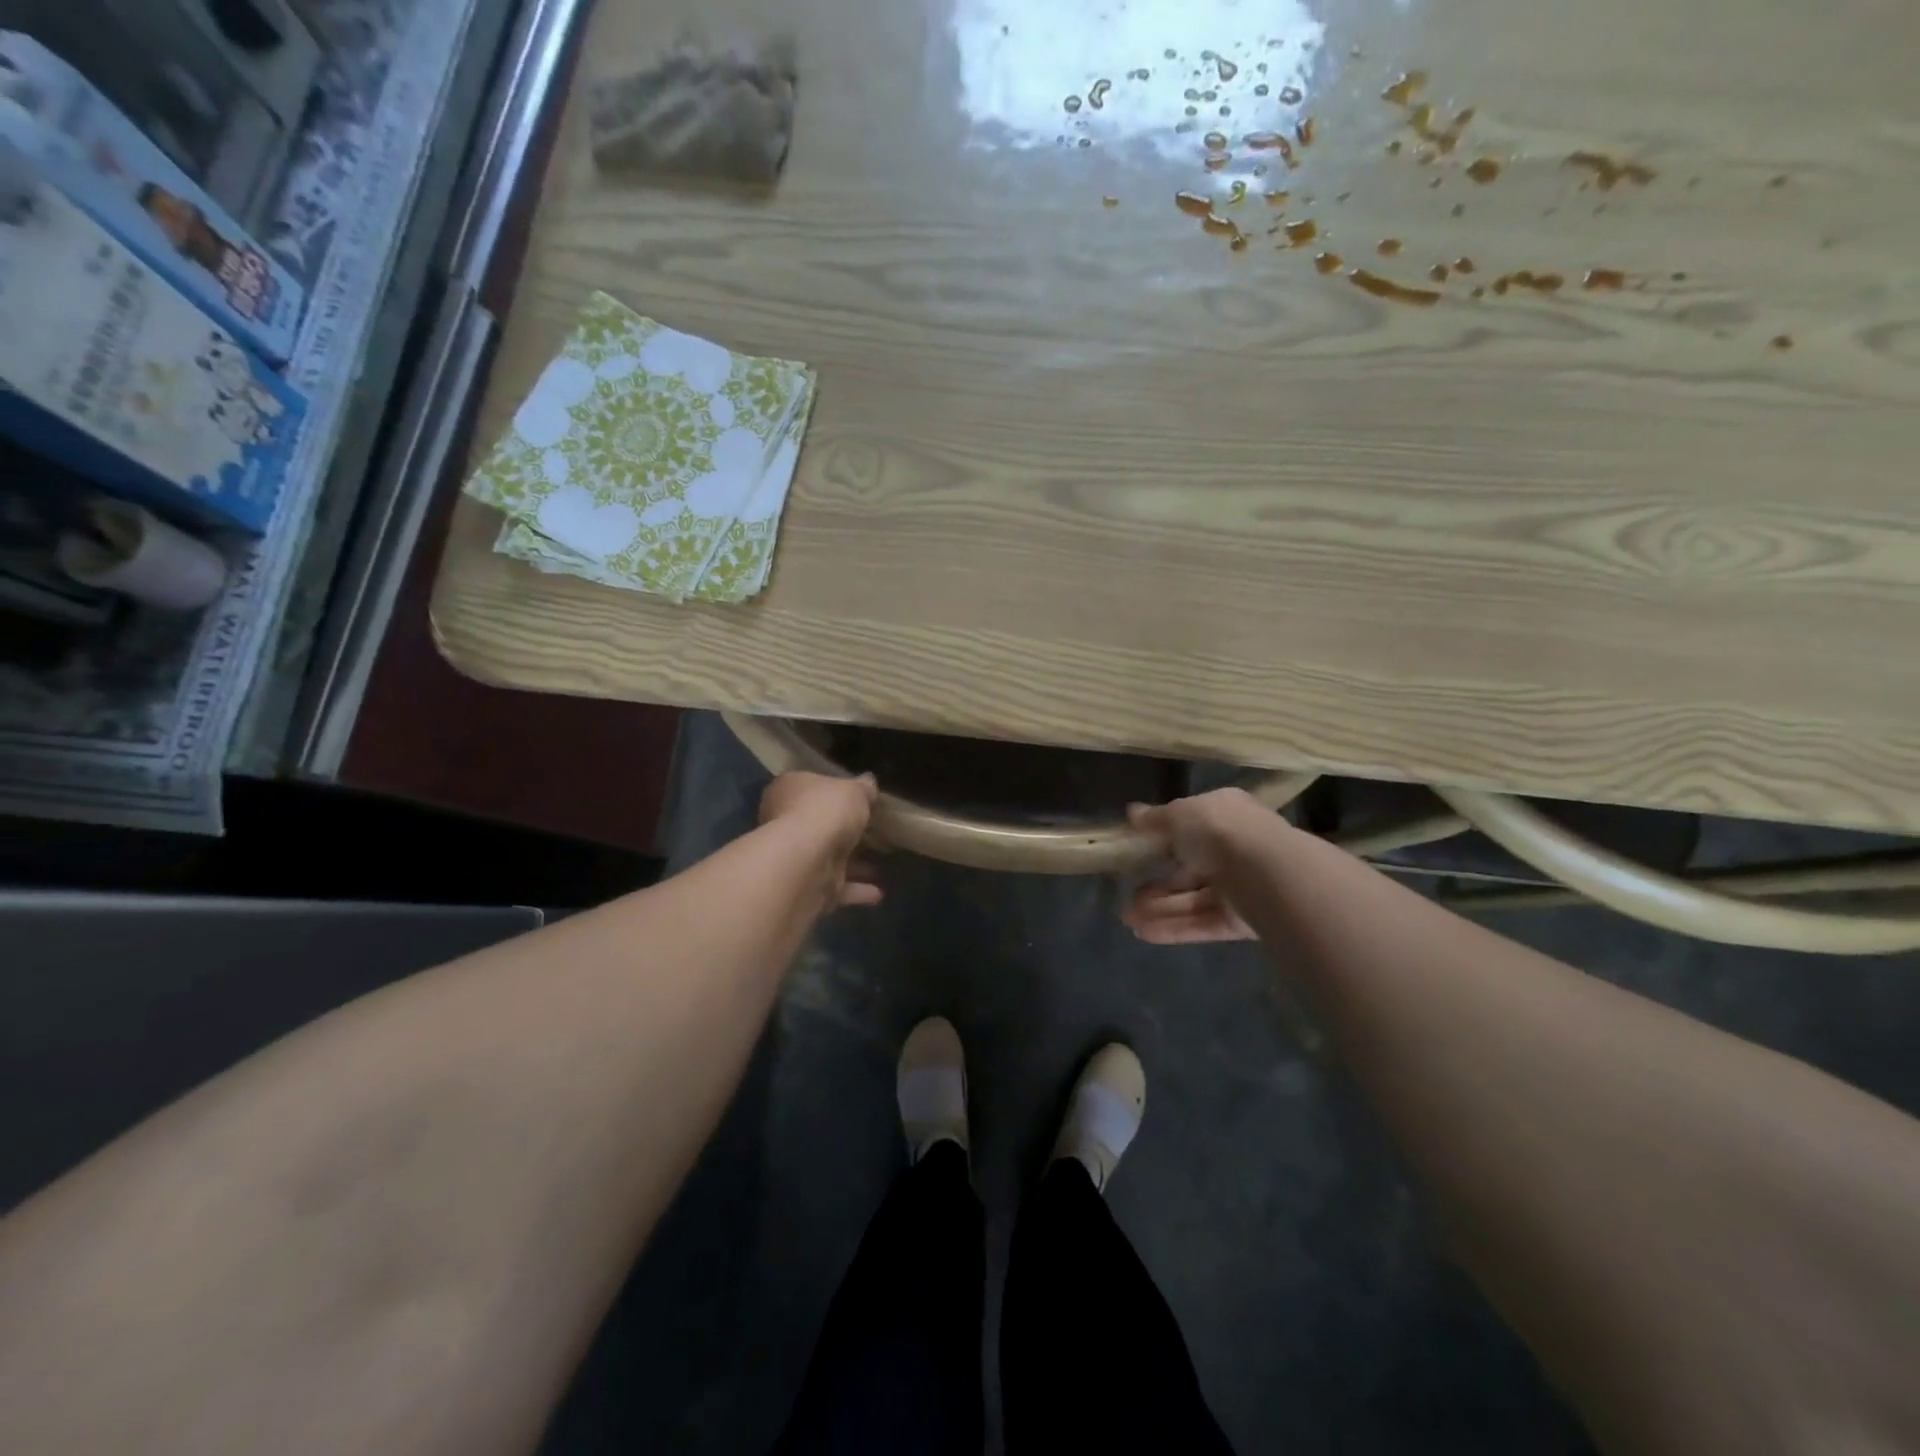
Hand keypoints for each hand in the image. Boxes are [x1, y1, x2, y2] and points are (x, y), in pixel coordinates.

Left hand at [758, 771, 882, 909]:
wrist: (808, 861)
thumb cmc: (826, 811)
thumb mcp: (854, 790)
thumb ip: (863, 788)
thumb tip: (868, 782)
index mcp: (788, 791)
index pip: (807, 786)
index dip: (829, 791)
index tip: (852, 797)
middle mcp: (784, 823)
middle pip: (817, 824)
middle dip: (841, 831)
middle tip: (870, 832)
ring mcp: (795, 858)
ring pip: (827, 859)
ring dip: (852, 865)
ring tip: (880, 864)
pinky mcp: (807, 888)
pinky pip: (836, 888)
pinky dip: (856, 890)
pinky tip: (879, 892)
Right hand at [1122, 789, 1268, 942]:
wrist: (1267, 874)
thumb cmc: (1219, 832)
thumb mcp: (1178, 814)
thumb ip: (1154, 818)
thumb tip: (1132, 812)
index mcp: (1225, 814)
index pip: (1191, 825)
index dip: (1162, 838)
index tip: (1135, 850)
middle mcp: (1235, 848)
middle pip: (1190, 869)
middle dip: (1156, 884)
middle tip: (1127, 894)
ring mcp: (1240, 886)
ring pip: (1194, 899)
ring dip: (1160, 909)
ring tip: (1128, 919)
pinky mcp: (1243, 920)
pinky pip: (1204, 923)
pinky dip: (1175, 927)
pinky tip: (1145, 933)